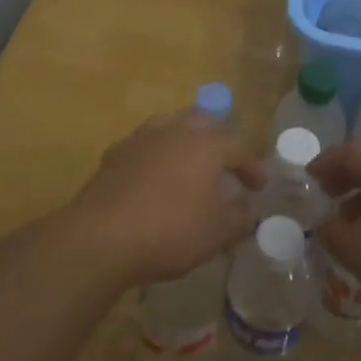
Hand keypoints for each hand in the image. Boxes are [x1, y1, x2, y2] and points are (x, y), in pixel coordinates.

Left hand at [67, 110, 261, 284]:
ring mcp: (142, 137)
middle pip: (205, 123)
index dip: (252, 166)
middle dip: (219, 141)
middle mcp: (176, 130)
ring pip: (172, 126)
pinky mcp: (116, 152)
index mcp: (207, 144)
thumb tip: (250, 212)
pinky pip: (145, 144)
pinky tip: (154, 177)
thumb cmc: (170, 232)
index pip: (240, 146)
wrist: (101, 237)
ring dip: (186, 141)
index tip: (258, 188)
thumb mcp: (216, 234)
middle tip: (225, 166)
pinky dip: (157, 155)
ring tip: (190, 165)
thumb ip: (240, 220)